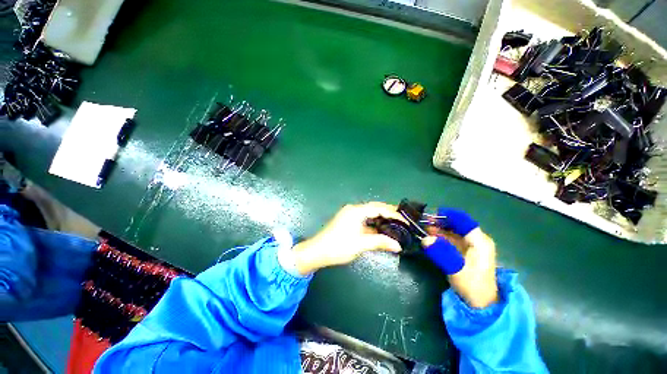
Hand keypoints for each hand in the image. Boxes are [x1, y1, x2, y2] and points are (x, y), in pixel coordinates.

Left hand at [292, 202, 405, 274]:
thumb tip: (398, 246)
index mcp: (356, 211)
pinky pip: (364, 220)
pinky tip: (382, 229)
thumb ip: (380, 242)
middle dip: (389, 213)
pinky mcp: (348, 221)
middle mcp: (353, 209)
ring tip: (396, 224)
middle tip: (403, 219)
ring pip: (370, 214)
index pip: (379, 208)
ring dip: (382, 218)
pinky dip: (374, 224)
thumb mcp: (361, 244)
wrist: (317, 252)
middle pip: (375, 208)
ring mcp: (350, 215)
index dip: (393, 213)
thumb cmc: (339, 246)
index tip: (406, 220)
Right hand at [422, 208, 497, 307]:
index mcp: (479, 241)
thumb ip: (441, 252)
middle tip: (422, 222)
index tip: (430, 214)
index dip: (446, 215)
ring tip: (422, 228)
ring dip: (438, 229)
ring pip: (452, 231)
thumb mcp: (456, 268)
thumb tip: (425, 238)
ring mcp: (471, 246)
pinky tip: (429, 237)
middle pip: (456, 224)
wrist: (481, 304)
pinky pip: (450, 239)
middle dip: (439, 222)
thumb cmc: (473, 285)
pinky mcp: (464, 252)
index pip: (462, 220)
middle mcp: (476, 240)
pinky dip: (439, 237)